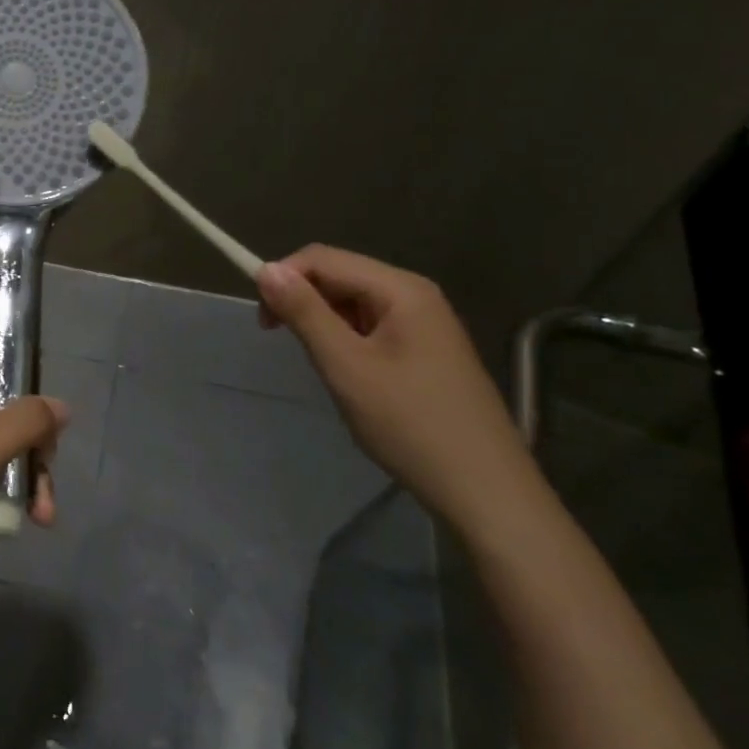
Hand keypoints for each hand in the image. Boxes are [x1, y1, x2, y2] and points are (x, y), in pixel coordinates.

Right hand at [254, 245, 532, 528]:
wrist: (485, 491)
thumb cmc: (410, 424)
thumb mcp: (346, 366)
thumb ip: (305, 313)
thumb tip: (266, 269)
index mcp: (400, 289)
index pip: (323, 258)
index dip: (284, 278)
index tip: (263, 322)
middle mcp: (415, 294)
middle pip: (340, 275)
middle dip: (302, 300)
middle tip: (281, 342)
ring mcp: (426, 322)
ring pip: (353, 302)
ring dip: (323, 322)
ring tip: (321, 365)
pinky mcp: (427, 349)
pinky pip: (372, 326)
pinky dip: (346, 340)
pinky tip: (349, 374)